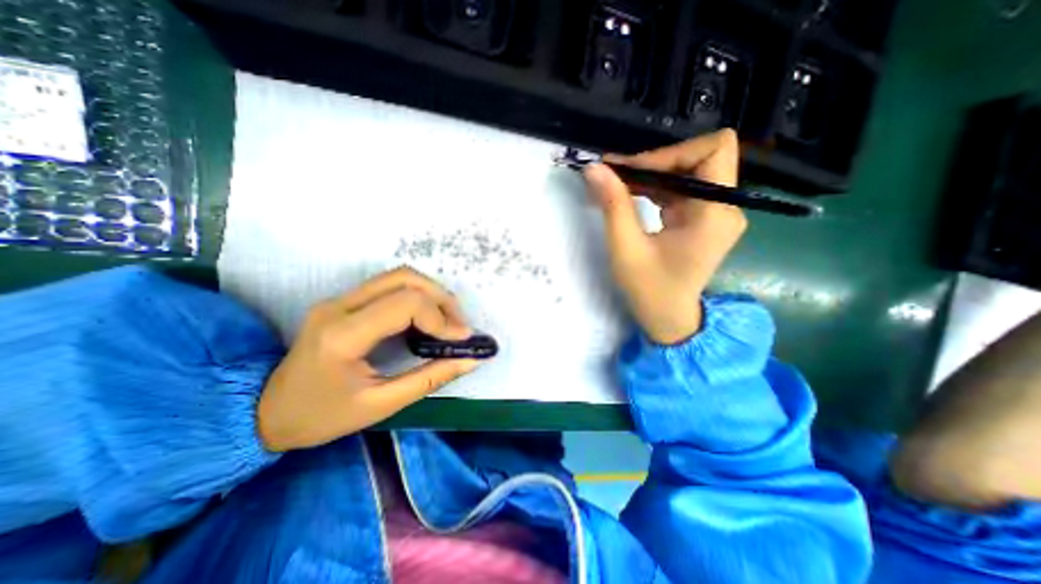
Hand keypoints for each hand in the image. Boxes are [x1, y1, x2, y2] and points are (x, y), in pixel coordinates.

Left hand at [260, 267, 487, 454]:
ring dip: (431, 294)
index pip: (405, 304)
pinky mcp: (344, 301)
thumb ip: (430, 379)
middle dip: (441, 298)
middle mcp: (340, 306)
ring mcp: (340, 299)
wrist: (265, 411)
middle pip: (404, 278)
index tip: (461, 339)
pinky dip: (418, 297)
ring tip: (447, 320)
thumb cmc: (321, 416)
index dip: (441, 318)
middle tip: (458, 325)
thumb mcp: (380, 405)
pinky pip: (390, 286)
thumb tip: (470, 361)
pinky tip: (427, 318)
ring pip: (399, 276)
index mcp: (344, 334)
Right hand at [584, 129, 748, 342]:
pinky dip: (654, 188)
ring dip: (651, 174)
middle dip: (655, 162)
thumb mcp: (626, 248)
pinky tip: (630, 194)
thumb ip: (613, 205)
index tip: (632, 171)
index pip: (712, 150)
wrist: (668, 318)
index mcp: (714, 213)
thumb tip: (594, 168)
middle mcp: (724, 207)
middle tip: (616, 174)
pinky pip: (681, 189)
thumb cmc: (649, 289)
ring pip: (687, 172)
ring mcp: (715, 213)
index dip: (670, 153)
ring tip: (616, 182)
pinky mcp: (703, 219)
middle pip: (698, 158)